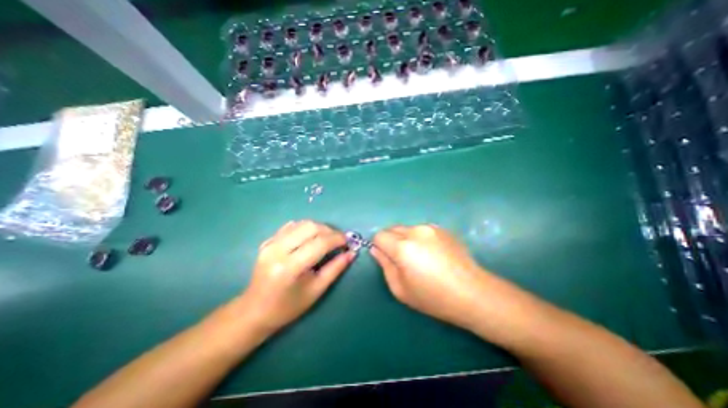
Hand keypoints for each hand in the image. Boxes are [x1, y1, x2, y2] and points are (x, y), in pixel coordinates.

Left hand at [241, 221, 354, 335]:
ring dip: (319, 228)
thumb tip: (351, 253)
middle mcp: (278, 250)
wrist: (254, 311)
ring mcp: (270, 244)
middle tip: (338, 240)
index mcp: (289, 267)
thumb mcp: (316, 290)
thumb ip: (335, 269)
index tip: (348, 242)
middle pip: (310, 227)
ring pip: (301, 223)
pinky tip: (310, 239)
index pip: (319, 243)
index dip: (337, 239)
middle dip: (329, 230)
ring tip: (327, 239)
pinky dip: (306, 229)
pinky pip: (291, 226)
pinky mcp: (267, 241)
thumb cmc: (288, 307)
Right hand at [373, 225, 491, 328]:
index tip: (387, 258)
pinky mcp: (443, 229)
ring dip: (406, 239)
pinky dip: (420, 239)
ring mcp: (431, 228)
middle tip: (403, 260)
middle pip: (392, 229)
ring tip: (421, 257)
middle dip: (391, 241)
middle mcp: (415, 231)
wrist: (472, 293)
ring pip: (407, 229)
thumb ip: (384, 265)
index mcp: (403, 247)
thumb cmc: (433, 297)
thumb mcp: (400, 288)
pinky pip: (422, 230)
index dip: (379, 246)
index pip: (379, 235)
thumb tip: (376, 249)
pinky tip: (433, 254)